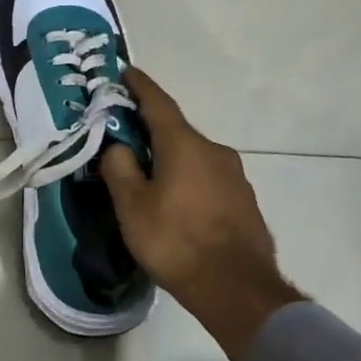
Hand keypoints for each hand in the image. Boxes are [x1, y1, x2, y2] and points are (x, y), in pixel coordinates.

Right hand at [100, 67, 302, 358]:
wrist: (237, 289)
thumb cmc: (176, 241)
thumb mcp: (132, 206)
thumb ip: (119, 168)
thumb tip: (118, 146)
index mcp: (184, 145)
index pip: (158, 103)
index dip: (140, 86)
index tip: (126, 71)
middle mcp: (214, 151)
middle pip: (175, 131)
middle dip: (149, 129)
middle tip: (123, 135)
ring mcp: (234, 176)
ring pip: (192, 156)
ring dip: (169, 157)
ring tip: (146, 174)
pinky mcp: (243, 201)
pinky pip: (207, 178)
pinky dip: (186, 178)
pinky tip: (174, 201)